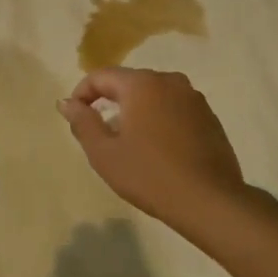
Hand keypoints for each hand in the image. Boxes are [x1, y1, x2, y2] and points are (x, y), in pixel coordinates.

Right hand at [58, 68, 245, 235]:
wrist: (208, 200)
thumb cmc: (149, 175)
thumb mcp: (104, 153)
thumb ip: (83, 122)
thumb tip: (67, 103)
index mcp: (142, 84)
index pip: (102, 76)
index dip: (82, 93)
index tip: (74, 116)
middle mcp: (170, 81)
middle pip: (130, 83)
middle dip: (110, 101)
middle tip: (99, 132)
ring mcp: (194, 98)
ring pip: (154, 96)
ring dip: (136, 111)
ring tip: (128, 142)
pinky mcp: (210, 117)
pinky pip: (174, 109)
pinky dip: (160, 120)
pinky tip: (158, 149)